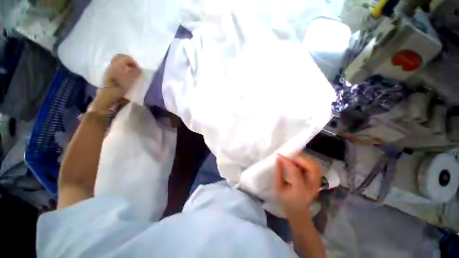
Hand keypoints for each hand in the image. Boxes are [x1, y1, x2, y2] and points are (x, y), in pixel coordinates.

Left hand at [90, 54, 140, 111]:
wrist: (107, 99)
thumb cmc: (118, 89)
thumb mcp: (129, 81)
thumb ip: (134, 73)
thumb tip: (139, 69)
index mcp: (116, 66)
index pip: (125, 57)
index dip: (133, 61)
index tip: (139, 68)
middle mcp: (111, 66)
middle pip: (119, 58)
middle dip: (128, 62)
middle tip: (135, 68)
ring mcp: (109, 71)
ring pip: (117, 63)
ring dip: (125, 66)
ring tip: (132, 72)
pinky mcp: (108, 76)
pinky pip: (116, 68)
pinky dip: (122, 69)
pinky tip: (126, 76)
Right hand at [274, 154, 321, 215]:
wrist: (298, 211)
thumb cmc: (285, 200)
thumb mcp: (278, 188)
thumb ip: (278, 173)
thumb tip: (278, 159)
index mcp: (299, 190)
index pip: (295, 171)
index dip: (286, 161)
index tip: (279, 155)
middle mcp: (312, 186)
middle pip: (312, 168)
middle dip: (300, 160)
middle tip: (289, 159)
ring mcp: (317, 184)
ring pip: (316, 166)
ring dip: (305, 160)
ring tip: (294, 161)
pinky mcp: (318, 182)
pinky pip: (316, 168)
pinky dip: (308, 163)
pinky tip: (299, 165)